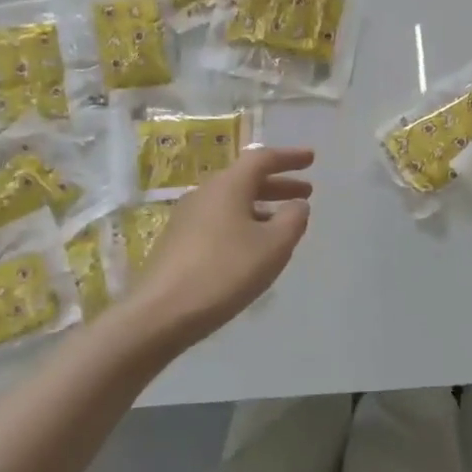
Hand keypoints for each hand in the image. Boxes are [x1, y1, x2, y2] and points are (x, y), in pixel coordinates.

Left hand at [128, 147, 313, 353]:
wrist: (160, 313)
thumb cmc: (225, 272)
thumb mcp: (273, 246)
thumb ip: (293, 220)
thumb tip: (297, 204)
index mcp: (228, 186)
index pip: (262, 159)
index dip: (289, 157)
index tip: (311, 158)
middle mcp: (205, 193)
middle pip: (246, 179)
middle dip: (278, 184)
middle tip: (306, 191)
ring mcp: (187, 218)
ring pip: (232, 202)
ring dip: (262, 206)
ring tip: (285, 221)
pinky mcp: (178, 242)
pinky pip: (219, 220)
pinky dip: (244, 222)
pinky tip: (253, 246)